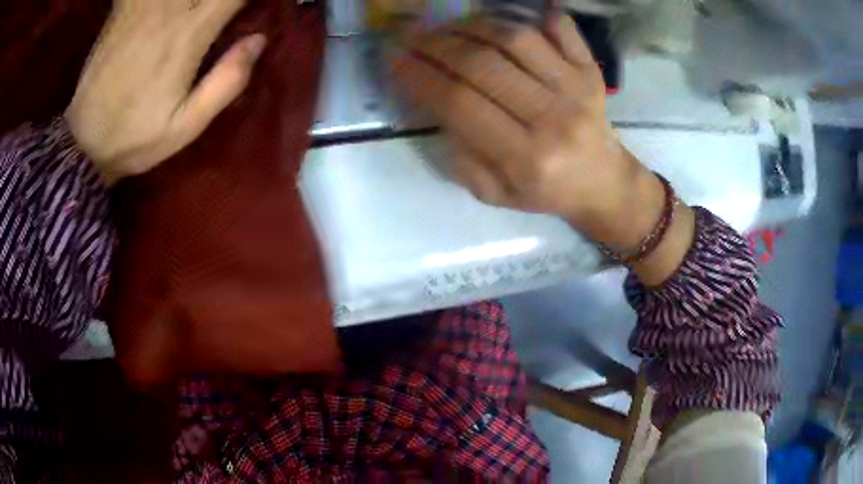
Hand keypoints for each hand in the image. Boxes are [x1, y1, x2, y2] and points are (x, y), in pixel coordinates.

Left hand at [66, 0, 265, 185]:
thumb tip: (258, 40)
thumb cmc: (134, 139)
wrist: (82, 144)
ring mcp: (143, 7)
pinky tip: (168, 10)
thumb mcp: (186, 126)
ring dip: (190, 0)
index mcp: (189, 35)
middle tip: (220, 13)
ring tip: (194, 12)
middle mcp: (168, 11)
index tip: (251, 7)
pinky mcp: (123, 10)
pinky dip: (155, 0)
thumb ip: (227, 82)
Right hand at [394, 15, 662, 246]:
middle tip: (412, 36)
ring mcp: (577, 89)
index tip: (394, 58)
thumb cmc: (545, 191)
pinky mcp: (591, 72)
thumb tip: (434, 102)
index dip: (420, 75)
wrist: (602, 183)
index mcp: (525, 159)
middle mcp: (553, 118)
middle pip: (482, 65)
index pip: (460, 104)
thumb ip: (461, 156)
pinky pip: (562, 28)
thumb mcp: (494, 194)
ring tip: (450, 29)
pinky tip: (507, 20)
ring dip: (473, 26)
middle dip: (436, 44)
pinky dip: (534, 15)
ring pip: (515, 39)